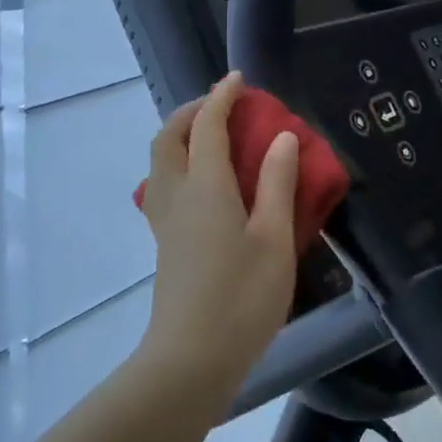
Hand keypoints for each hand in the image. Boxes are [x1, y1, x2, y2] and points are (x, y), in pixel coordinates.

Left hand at [135, 73, 299, 404]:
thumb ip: (276, 184)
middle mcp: (177, 195)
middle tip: (222, 106)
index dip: (222, 97)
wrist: (190, 361)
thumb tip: (281, 138)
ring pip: (160, 161)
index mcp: (206, 187)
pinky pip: (164, 183)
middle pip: (169, 137)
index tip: (239, 80)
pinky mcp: (165, 243)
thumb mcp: (273, 239)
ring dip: (181, 136)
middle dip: (192, 111)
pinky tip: (207, 182)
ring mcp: (165, 221)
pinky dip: (180, 163)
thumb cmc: (241, 299)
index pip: (208, 126)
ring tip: (213, 138)